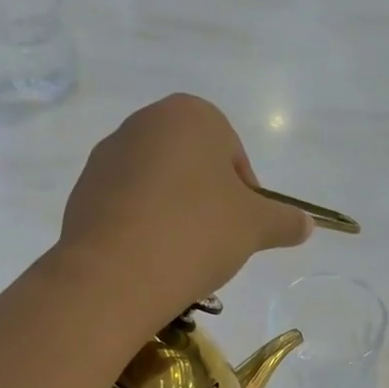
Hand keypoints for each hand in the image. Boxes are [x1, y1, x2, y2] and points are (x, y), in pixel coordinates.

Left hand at [58, 95, 311, 322]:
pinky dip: (141, 228)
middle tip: (213, 244)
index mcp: (190, 115)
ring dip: (173, 215)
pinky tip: (147, 260)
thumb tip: (307, 225)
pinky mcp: (82, 192)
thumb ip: (284, 220)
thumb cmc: (197, 232)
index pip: (232, 154)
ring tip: (178, 256)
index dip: (243, 194)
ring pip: (157, 187)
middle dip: (206, 203)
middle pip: (192, 167)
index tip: (240, 229)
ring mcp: (106, 157)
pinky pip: (125, 208)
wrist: (116, 273)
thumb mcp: (255, 227)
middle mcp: (143, 123)